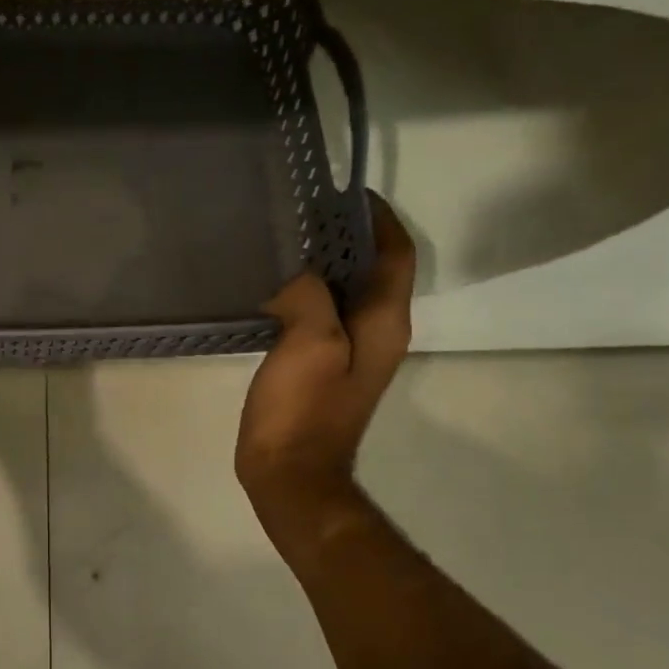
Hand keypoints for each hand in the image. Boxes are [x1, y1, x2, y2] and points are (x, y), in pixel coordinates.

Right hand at [237, 195, 415, 543]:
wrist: (290, 475)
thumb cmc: (302, 410)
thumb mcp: (310, 343)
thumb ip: (311, 295)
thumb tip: (299, 279)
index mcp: (385, 322)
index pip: (395, 254)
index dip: (379, 219)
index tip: (346, 194)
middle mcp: (378, 332)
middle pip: (373, 270)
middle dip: (347, 236)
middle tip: (303, 214)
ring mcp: (351, 353)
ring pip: (346, 292)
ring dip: (324, 265)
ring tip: (285, 243)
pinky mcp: (325, 367)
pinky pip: (323, 315)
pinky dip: (306, 293)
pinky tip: (273, 289)